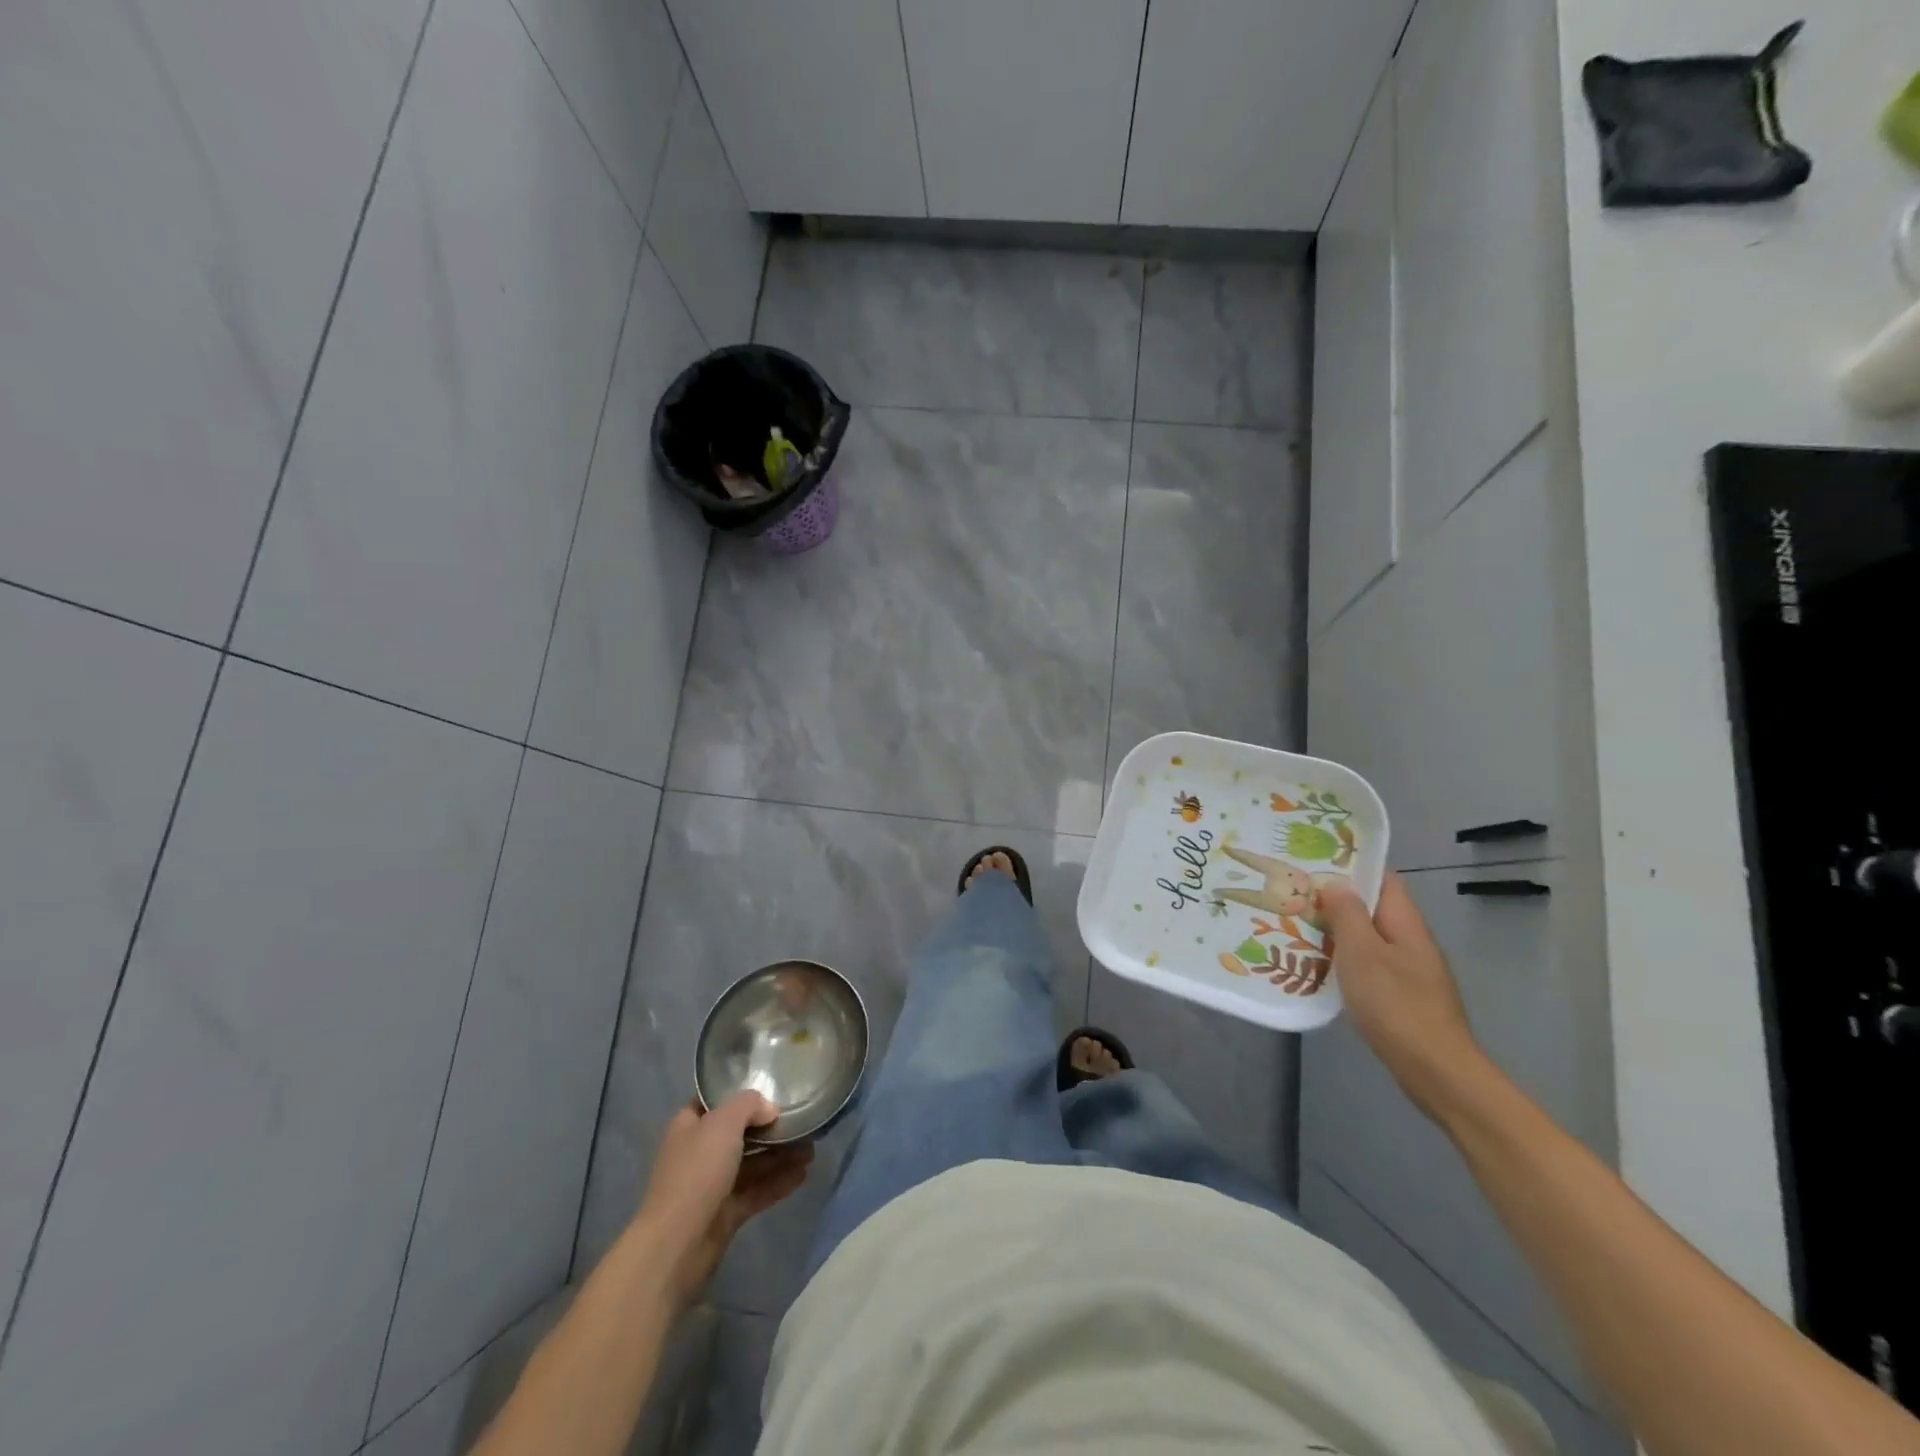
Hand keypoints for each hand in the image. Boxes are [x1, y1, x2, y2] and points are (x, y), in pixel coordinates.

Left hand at [634, 1093, 812, 1308]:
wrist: (675, 1247)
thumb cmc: (696, 1173)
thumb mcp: (723, 1123)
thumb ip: (749, 1105)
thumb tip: (769, 1109)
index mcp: (690, 1125)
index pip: (716, 1101)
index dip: (742, 1093)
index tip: (773, 1087)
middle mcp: (700, 1152)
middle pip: (739, 1133)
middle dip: (769, 1127)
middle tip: (802, 1119)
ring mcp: (712, 1186)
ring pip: (751, 1163)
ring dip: (780, 1155)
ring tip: (812, 1148)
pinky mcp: (725, 1215)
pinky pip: (756, 1191)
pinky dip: (778, 1182)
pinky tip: (804, 1174)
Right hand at [1319, 875, 1485, 1119]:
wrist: (1436, 1071)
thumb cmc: (1396, 1004)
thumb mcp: (1362, 953)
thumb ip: (1347, 915)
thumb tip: (1335, 883)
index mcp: (1406, 924)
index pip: (1383, 880)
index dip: (1352, 867)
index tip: (1315, 863)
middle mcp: (1412, 942)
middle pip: (1373, 910)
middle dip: (1337, 902)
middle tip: (1295, 897)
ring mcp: (1411, 972)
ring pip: (1369, 940)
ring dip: (1338, 934)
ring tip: (1297, 929)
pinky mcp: (1404, 998)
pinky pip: (1370, 966)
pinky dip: (1346, 962)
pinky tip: (1320, 969)